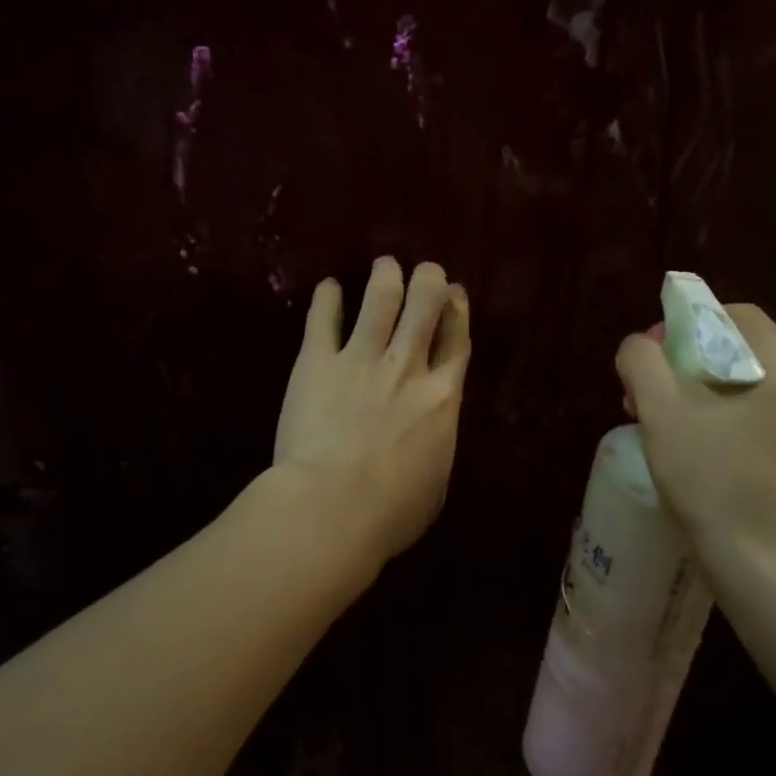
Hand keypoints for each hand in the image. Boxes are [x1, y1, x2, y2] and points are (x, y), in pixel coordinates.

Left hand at [274, 257, 471, 568]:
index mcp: (442, 398)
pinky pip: (324, 320)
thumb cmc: (390, 512)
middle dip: (428, 281)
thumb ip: (436, 448)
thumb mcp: (435, 486)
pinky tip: (328, 287)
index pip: (457, 343)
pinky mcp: (317, 362)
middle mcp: (407, 367)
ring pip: (380, 301)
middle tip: (425, 269)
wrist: (332, 507)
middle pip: (425, 308)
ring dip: (385, 278)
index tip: (456, 294)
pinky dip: (327, 299)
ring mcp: (361, 359)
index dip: (458, 313)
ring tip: (384, 264)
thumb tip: (432, 436)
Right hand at [615, 305, 775, 588]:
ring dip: (690, 398)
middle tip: (641, 395)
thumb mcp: (664, 410)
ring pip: (736, 392)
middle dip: (679, 366)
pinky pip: (747, 425)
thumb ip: (642, 361)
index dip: (683, 324)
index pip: (733, 315)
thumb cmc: (719, 478)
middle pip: (732, 353)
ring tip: (654, 427)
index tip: (650, 356)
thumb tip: (638, 347)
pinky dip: (711, 426)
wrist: (772, 570)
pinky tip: (684, 456)